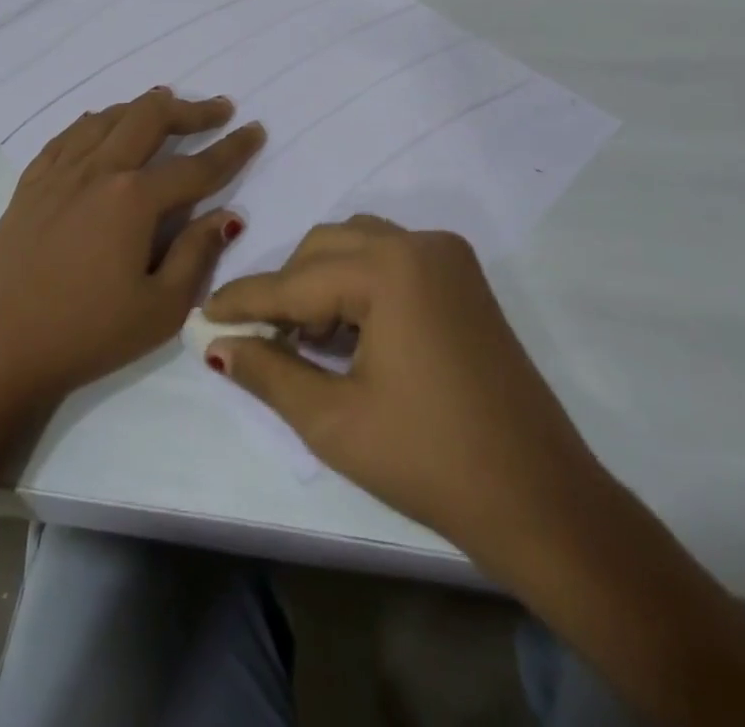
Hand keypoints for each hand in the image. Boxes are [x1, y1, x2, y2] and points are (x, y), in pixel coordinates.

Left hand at [0, 86, 264, 417]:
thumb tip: (227, 215)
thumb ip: (197, 254)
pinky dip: (95, 122)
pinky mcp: (30, 184)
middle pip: (150, 119)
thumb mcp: (160, 309)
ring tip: (165, 107)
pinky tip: (102, 124)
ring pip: (107, 118)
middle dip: (190, 110)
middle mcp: (97, 170)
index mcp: (133, 199)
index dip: (232, 148)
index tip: (255, 130)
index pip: (196, 166)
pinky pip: (68, 135)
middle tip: (217, 109)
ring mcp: (58, 172)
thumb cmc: (86, 335)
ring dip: (143, 108)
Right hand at [204, 215, 602, 563]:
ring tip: (304, 340)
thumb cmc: (430, 461)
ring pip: (357, 246)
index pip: (294, 280)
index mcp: (389, 268)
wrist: (541, 501)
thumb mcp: (334, 421)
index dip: (244, 300)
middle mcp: (419, 243)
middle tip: (259, 337)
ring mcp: (448, 257)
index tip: (203, 313)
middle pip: (324, 247)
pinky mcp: (464, 279)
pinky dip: (359, 285)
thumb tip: (216, 346)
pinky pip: (392, 260)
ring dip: (321, 282)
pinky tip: (347, 334)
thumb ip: (268, 371)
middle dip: (286, 288)